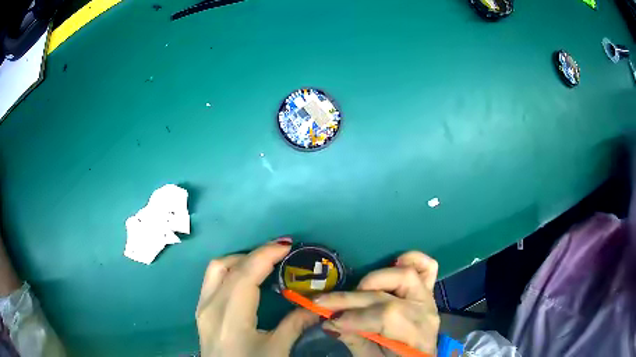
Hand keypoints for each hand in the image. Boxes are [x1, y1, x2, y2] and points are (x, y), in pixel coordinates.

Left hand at [196, 237, 318, 356]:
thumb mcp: (277, 350)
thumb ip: (295, 324)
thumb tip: (317, 306)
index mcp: (230, 318)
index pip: (245, 275)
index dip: (265, 255)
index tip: (287, 246)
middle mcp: (211, 306)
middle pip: (229, 266)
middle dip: (257, 253)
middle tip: (282, 252)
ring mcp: (202, 307)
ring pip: (216, 268)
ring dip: (241, 259)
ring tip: (265, 262)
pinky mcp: (201, 310)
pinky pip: (213, 279)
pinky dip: (231, 269)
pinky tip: (247, 277)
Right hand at [317, 252, 439, 355]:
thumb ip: (354, 339)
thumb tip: (330, 320)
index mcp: (416, 337)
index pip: (387, 317)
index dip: (355, 317)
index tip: (328, 320)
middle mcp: (426, 313)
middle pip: (389, 297)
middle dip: (351, 299)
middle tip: (322, 303)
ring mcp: (428, 299)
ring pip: (407, 275)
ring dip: (376, 278)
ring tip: (356, 290)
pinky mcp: (428, 291)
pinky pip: (428, 267)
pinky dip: (412, 259)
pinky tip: (395, 262)